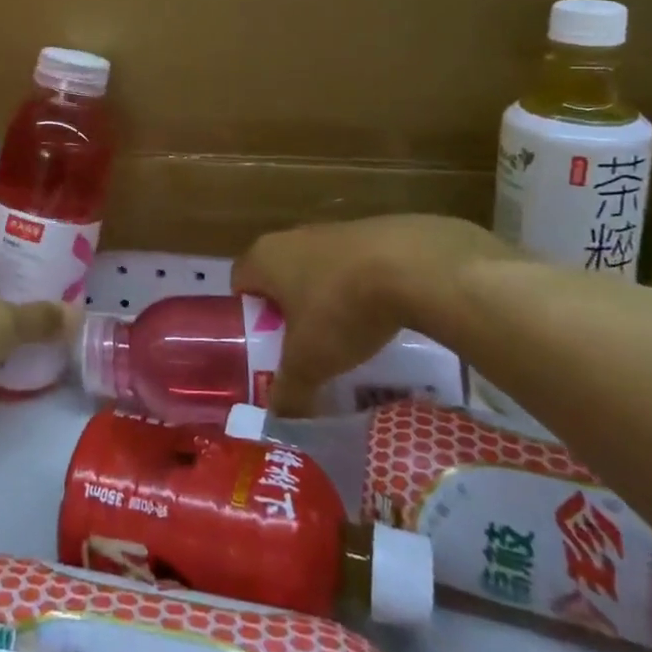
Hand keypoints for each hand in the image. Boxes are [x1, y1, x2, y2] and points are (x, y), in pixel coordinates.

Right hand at [234, 214, 512, 415]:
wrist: (412, 265)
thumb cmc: (340, 307)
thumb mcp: (309, 361)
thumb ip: (288, 391)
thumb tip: (278, 420)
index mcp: (263, 257)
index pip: (240, 284)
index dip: (247, 318)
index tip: (264, 348)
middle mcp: (290, 237)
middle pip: (278, 278)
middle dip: (288, 313)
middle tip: (302, 349)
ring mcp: (330, 231)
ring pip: (316, 272)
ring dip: (324, 301)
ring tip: (343, 340)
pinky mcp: (368, 233)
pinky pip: (350, 267)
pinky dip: (357, 290)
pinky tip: (377, 318)